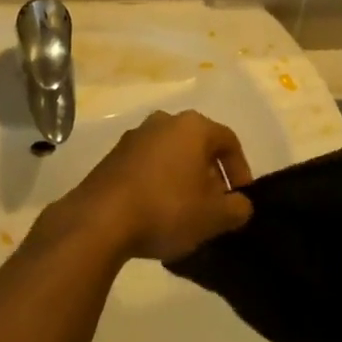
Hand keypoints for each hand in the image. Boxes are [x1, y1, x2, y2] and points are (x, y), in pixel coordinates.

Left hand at [55, 111, 254, 261]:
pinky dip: (158, 183)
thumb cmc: (166, 208)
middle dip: (210, 175)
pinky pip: (147, 165)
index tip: (241, 198)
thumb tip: (240, 204)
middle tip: (215, 206)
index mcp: (193, 126)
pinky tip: (157, 212)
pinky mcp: (113, 156)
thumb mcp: (213, 216)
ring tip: (186, 212)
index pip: (229, 141)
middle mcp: (164, 121)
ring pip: (172, 154)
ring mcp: (135, 137)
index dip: (240, 170)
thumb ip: (237, 208)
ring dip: (183, 179)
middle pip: (198, 145)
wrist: (100, 219)